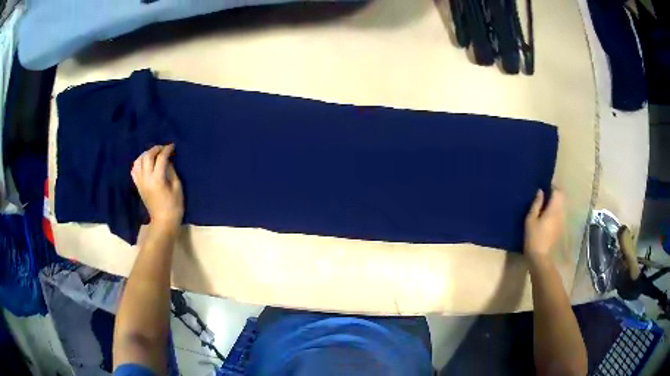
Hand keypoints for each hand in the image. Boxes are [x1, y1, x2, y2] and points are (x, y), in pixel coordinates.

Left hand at [131, 144, 183, 231]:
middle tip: (163, 148)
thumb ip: (171, 171)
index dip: (167, 150)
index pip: (161, 158)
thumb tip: (167, 160)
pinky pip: (134, 170)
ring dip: (146, 154)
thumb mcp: (177, 187)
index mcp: (157, 179)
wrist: (163, 221)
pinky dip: (138, 163)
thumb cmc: (174, 206)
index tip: (172, 146)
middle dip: (155, 149)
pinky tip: (144, 162)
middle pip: (147, 156)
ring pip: (138, 161)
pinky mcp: (138, 186)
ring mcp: (140, 182)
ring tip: (153, 153)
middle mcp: (146, 179)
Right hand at [524, 188, 564, 263]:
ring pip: (561, 207)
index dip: (551, 187)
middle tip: (543, 197)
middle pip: (561, 198)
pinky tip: (546, 219)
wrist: (541, 259)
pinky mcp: (561, 229)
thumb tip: (540, 191)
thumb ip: (536, 204)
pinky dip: (555, 213)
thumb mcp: (531, 220)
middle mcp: (561, 213)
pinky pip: (560, 215)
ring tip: (544, 208)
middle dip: (554, 195)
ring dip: (555, 204)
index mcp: (554, 208)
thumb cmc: (534, 239)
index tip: (543, 188)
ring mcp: (562, 222)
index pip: (557, 191)